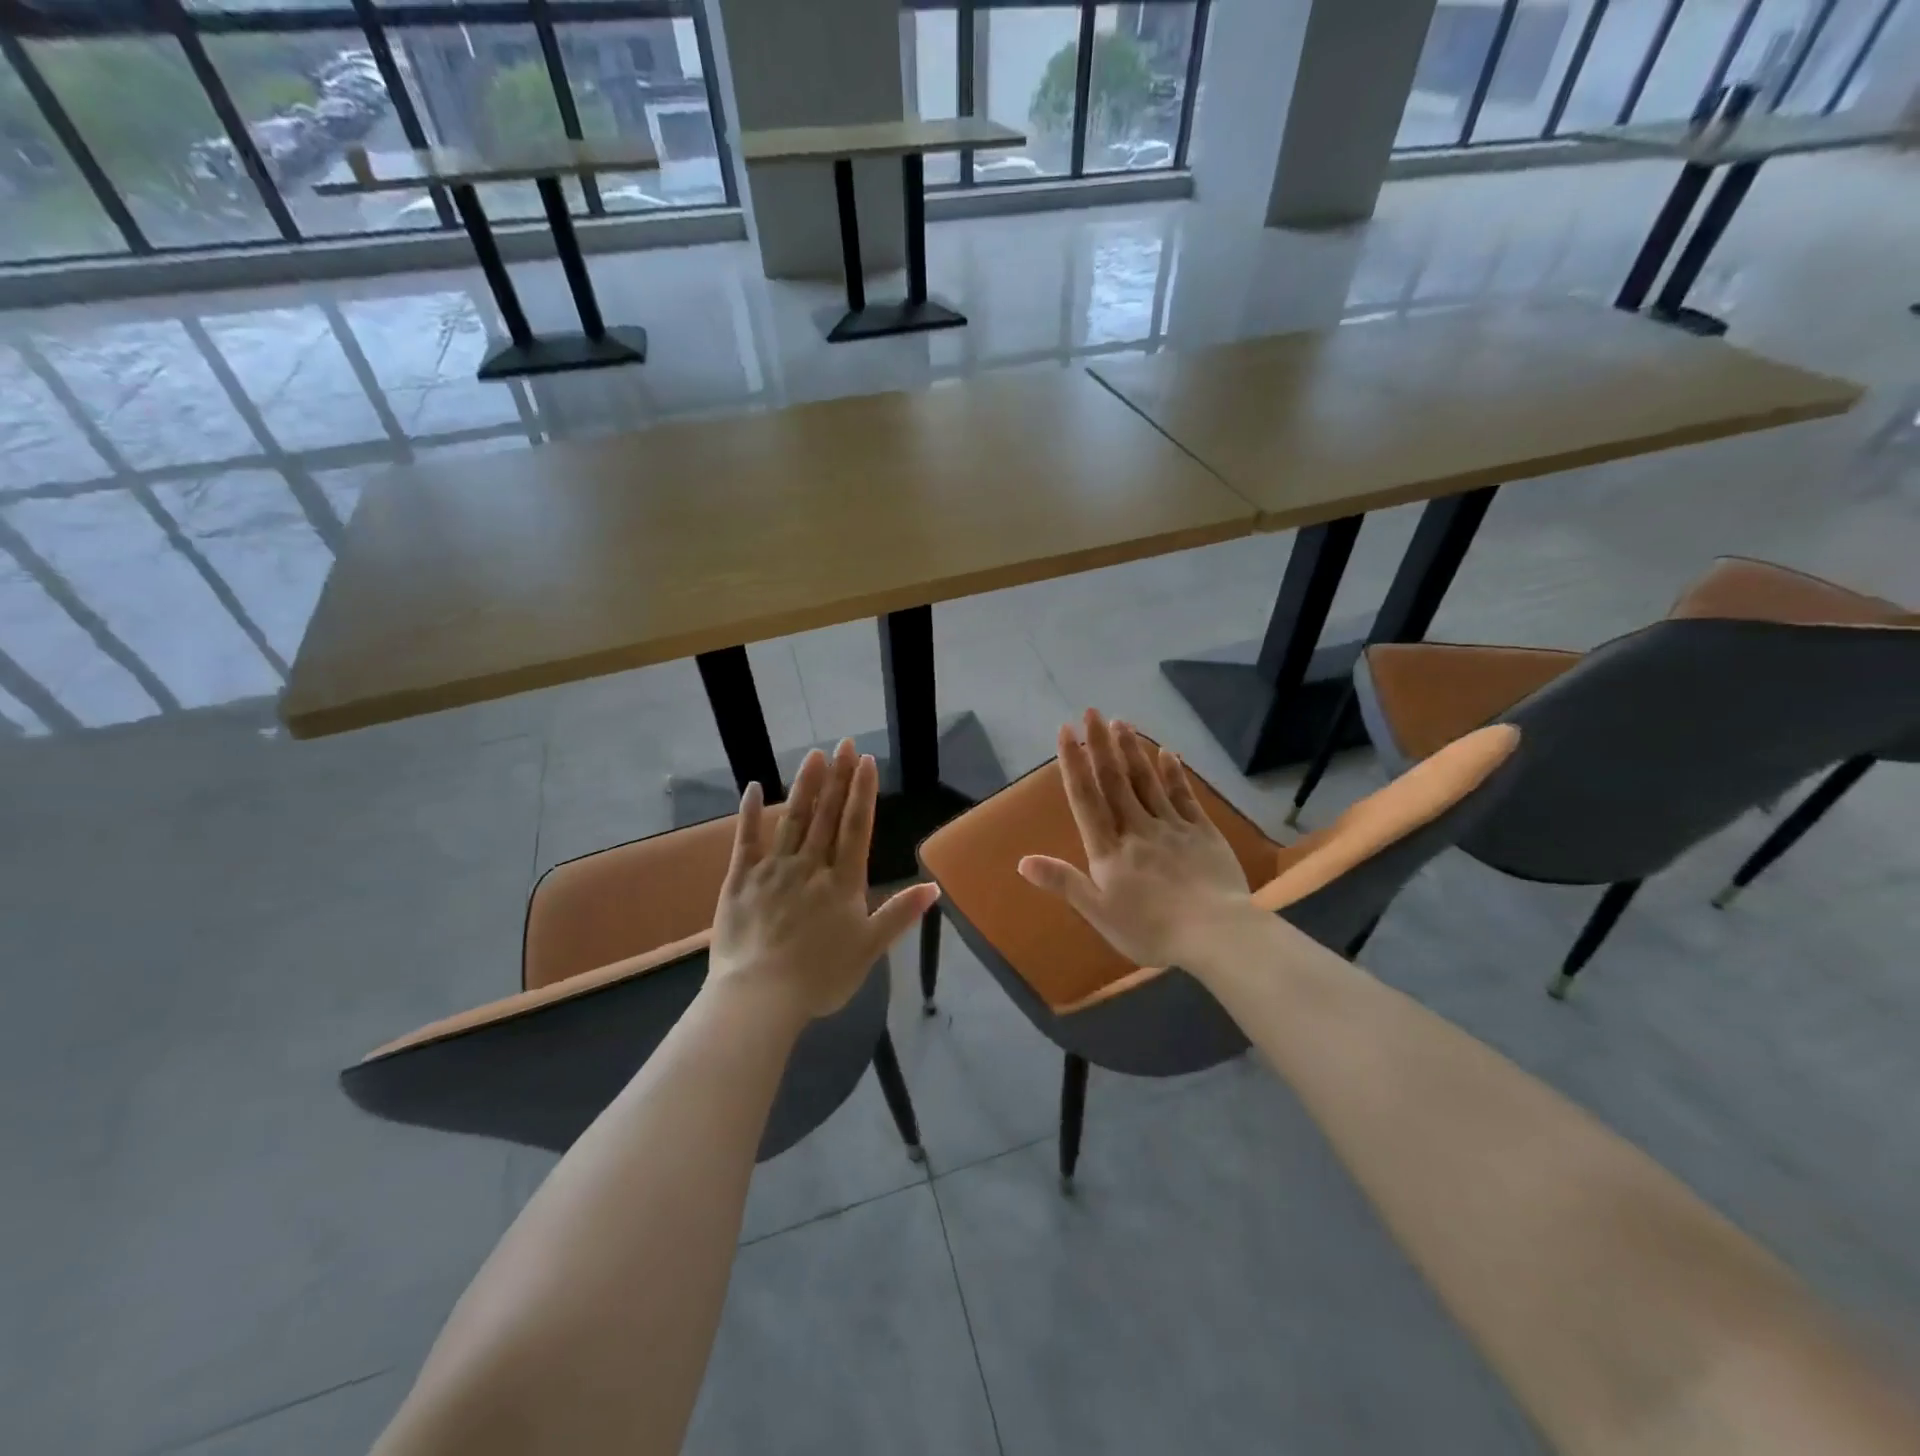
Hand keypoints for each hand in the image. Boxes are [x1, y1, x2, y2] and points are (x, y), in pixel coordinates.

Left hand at [709, 738, 939, 1022]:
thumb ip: (900, 914)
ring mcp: (773, 869)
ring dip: (804, 785)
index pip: (856, 827)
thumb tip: (934, 886)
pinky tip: (753, 786)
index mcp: (842, 882)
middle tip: (844, 743)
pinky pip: (746, 840)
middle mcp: (810, 866)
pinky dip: (750, 812)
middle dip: (837, 777)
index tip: (865, 761)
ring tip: (813, 754)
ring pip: (792, 819)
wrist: (759, 996)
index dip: (862, 792)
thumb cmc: (820, 977)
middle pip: (826, 815)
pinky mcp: (741, 879)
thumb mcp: (869, 949)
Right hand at [1018, 710, 1258, 971]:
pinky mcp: (1202, 832)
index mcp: (1109, 849)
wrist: (1215, 934)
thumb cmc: (1151, 930)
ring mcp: (1172, 826)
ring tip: (1121, 722)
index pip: (1086, 798)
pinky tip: (1167, 752)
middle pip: (1115, 780)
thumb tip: (1022, 861)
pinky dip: (1173, 773)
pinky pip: (1184, 796)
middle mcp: (1137, 828)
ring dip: (1132, 750)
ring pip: (1147, 781)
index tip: (1066, 731)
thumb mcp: (1098, 912)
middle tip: (1092, 711)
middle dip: (1101, 744)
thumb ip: (1063, 882)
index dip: (1074, 763)